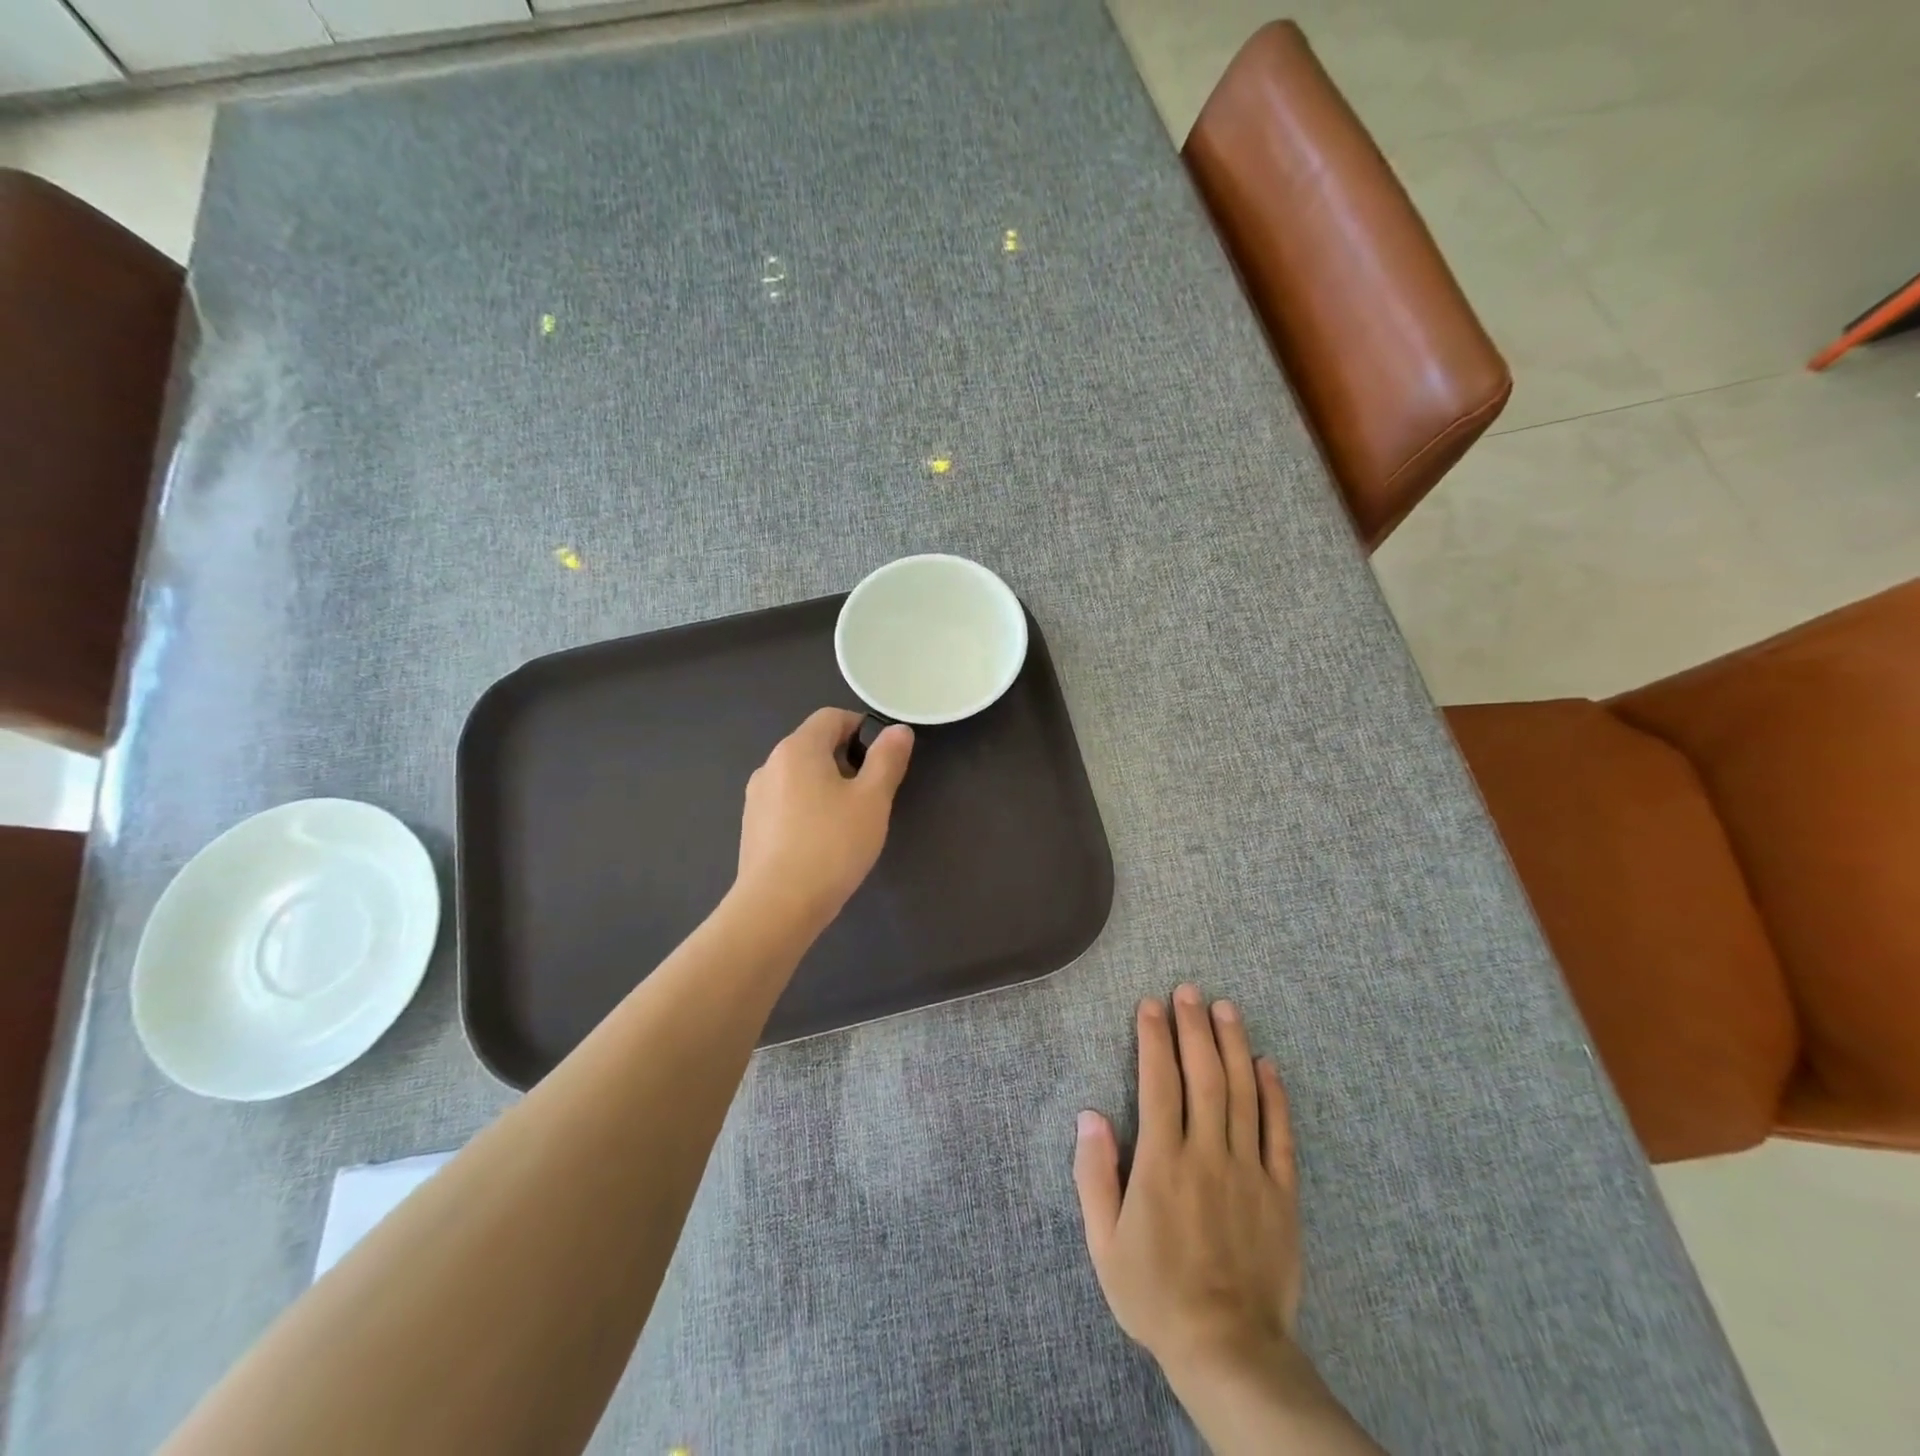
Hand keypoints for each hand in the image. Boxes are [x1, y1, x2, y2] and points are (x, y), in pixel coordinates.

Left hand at [734, 708, 913, 935]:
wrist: (777, 906)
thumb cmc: (832, 845)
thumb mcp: (873, 800)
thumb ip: (888, 759)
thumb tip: (898, 730)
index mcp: (798, 748)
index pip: (831, 716)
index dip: (862, 728)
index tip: (883, 760)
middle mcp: (771, 764)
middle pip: (815, 745)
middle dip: (847, 760)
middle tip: (872, 795)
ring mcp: (757, 797)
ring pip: (801, 776)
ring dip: (828, 787)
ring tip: (849, 822)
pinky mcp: (753, 827)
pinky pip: (787, 803)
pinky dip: (809, 809)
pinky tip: (823, 843)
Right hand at [1074, 985, 1299, 1378]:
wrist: (1229, 1351)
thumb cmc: (1156, 1294)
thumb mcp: (1104, 1242)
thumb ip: (1094, 1174)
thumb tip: (1089, 1114)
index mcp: (1162, 1162)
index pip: (1158, 1082)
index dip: (1154, 1038)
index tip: (1150, 1005)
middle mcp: (1207, 1154)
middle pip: (1202, 1075)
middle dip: (1193, 1027)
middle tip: (1188, 991)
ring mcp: (1249, 1171)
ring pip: (1243, 1093)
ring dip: (1233, 1045)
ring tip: (1225, 1008)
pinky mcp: (1282, 1193)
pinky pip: (1280, 1134)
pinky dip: (1275, 1095)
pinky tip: (1268, 1064)